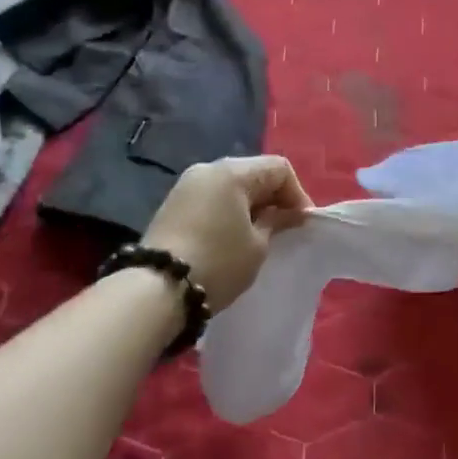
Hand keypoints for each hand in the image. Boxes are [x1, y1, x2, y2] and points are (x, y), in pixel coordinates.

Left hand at [143, 156, 312, 313]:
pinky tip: (233, 237)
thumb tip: (289, 213)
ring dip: (251, 205)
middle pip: (254, 173)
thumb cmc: (218, 262)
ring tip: (260, 235)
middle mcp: (208, 169)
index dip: (297, 193)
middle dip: (274, 198)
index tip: (301, 223)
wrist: (156, 290)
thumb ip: (277, 221)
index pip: (279, 168)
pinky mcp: (173, 205)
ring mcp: (186, 186)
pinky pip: (213, 198)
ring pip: (232, 186)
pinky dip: (230, 211)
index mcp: (232, 172)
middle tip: (284, 228)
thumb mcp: (258, 245)